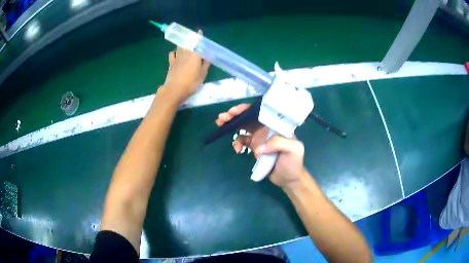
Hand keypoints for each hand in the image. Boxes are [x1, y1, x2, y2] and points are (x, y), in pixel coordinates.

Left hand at [161, 30, 209, 101]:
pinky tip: (176, 53)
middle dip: (190, 38)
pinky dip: (175, 51)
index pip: (197, 43)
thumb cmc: (191, 83)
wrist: (174, 89)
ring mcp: (177, 58)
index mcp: (195, 55)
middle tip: (193, 37)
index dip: (198, 37)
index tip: (199, 31)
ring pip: (180, 47)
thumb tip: (207, 57)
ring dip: (183, 44)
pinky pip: (172, 54)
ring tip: (185, 43)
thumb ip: (205, 64)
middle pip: (187, 43)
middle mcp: (185, 54)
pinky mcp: (171, 63)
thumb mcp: (202, 75)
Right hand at [216, 104, 304, 188]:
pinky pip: (242, 141)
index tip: (235, 111)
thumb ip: (278, 143)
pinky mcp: (254, 147)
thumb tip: (257, 147)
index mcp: (275, 125)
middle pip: (248, 118)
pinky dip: (237, 143)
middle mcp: (266, 128)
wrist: (288, 178)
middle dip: (234, 115)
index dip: (246, 109)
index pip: (260, 112)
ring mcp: (259, 138)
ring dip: (231, 125)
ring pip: (243, 127)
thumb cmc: (293, 162)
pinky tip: (237, 149)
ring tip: (221, 125)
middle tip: (222, 117)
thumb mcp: (293, 149)